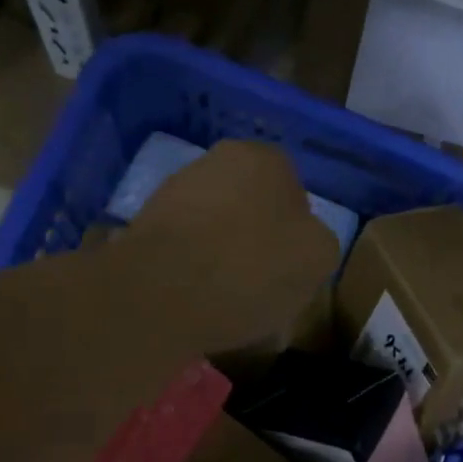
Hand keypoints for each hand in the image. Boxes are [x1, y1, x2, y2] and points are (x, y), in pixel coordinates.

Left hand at [120, 140, 338, 355]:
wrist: (159, 294)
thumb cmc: (251, 268)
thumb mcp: (318, 258)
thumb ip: (318, 240)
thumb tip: (301, 242)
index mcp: (265, 158)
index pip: (294, 193)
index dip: (298, 234)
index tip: (293, 268)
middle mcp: (217, 161)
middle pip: (252, 207)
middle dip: (258, 240)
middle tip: (265, 284)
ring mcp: (175, 191)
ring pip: (217, 228)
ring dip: (225, 257)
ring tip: (231, 302)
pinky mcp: (144, 226)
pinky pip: (185, 250)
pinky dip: (194, 272)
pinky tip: (199, 303)